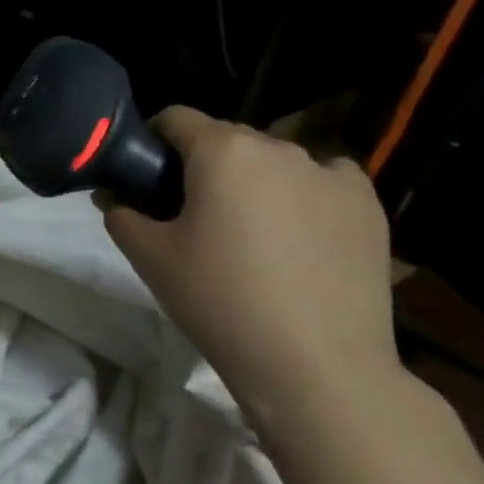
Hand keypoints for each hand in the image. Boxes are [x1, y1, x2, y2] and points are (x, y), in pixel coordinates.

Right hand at [99, 106, 399, 397]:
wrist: (315, 365)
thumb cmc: (218, 301)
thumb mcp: (149, 258)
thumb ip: (121, 215)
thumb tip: (115, 198)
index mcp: (222, 151)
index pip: (176, 118)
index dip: (153, 141)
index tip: (147, 177)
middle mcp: (279, 148)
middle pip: (227, 139)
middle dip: (204, 165)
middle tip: (193, 216)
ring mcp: (330, 174)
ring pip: (275, 161)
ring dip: (254, 181)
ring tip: (251, 234)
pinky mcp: (368, 206)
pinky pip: (325, 180)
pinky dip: (305, 195)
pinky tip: (299, 235)